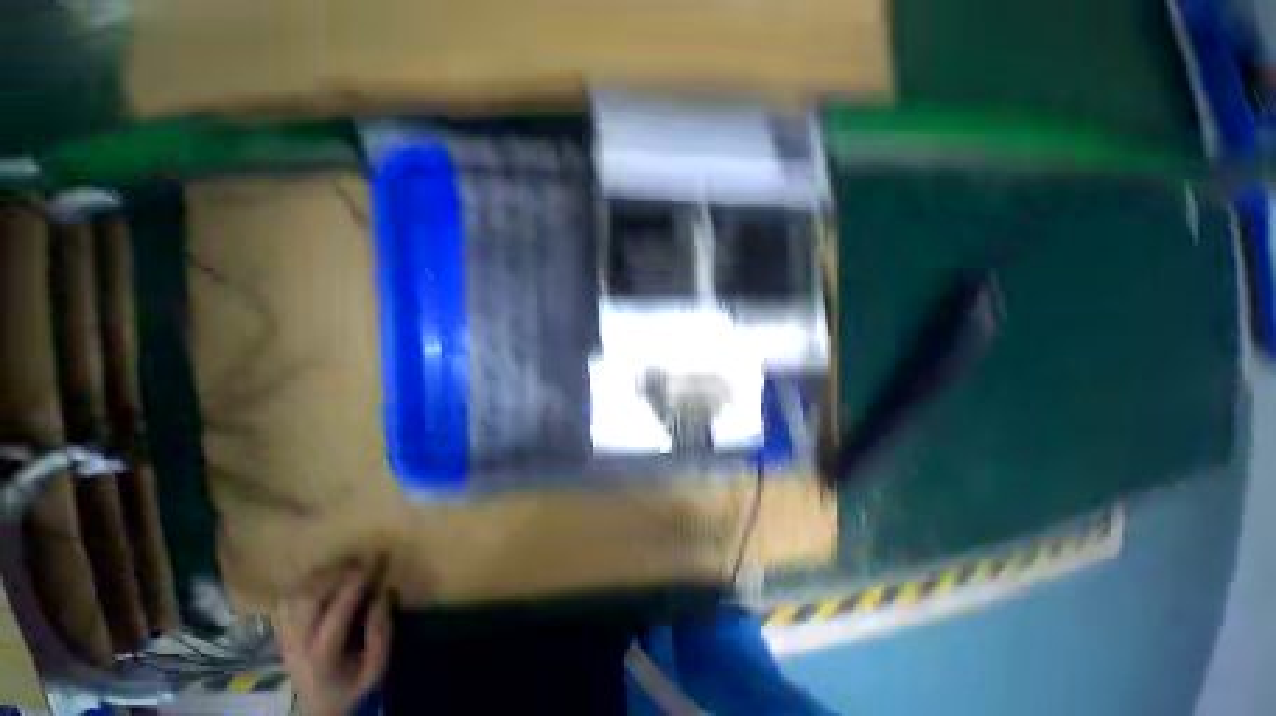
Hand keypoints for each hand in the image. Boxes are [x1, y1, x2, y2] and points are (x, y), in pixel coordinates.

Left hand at [277, 567, 390, 715]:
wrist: (317, 707)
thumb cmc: (351, 685)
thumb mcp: (376, 668)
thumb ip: (381, 633)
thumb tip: (384, 593)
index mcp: (324, 655)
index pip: (338, 611)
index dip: (358, 582)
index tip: (377, 559)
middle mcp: (299, 643)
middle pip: (310, 598)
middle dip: (338, 573)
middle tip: (361, 560)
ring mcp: (285, 636)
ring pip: (296, 595)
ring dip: (321, 575)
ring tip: (345, 566)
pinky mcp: (280, 631)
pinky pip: (287, 598)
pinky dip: (305, 582)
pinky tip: (324, 578)